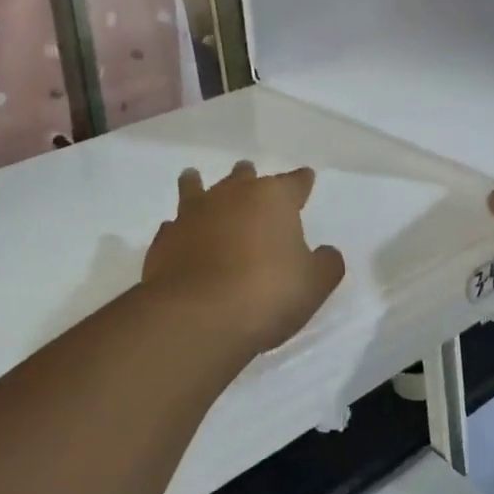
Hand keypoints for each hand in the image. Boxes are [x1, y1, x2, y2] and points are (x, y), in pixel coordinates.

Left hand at [143, 162, 345, 356]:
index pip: (294, 182)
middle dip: (248, 178)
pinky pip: (174, 225)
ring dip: (198, 184)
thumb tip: (327, 252)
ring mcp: (194, 213)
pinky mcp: (166, 239)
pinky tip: (178, 234)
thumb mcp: (313, 284)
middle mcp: (232, 195)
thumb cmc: (266, 293)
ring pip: (196, 187)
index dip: (302, 182)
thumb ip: (325, 264)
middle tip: (250, 178)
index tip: (306, 178)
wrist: (198, 316)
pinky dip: (179, 228)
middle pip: (243, 177)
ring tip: (193, 178)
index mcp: (273, 198)